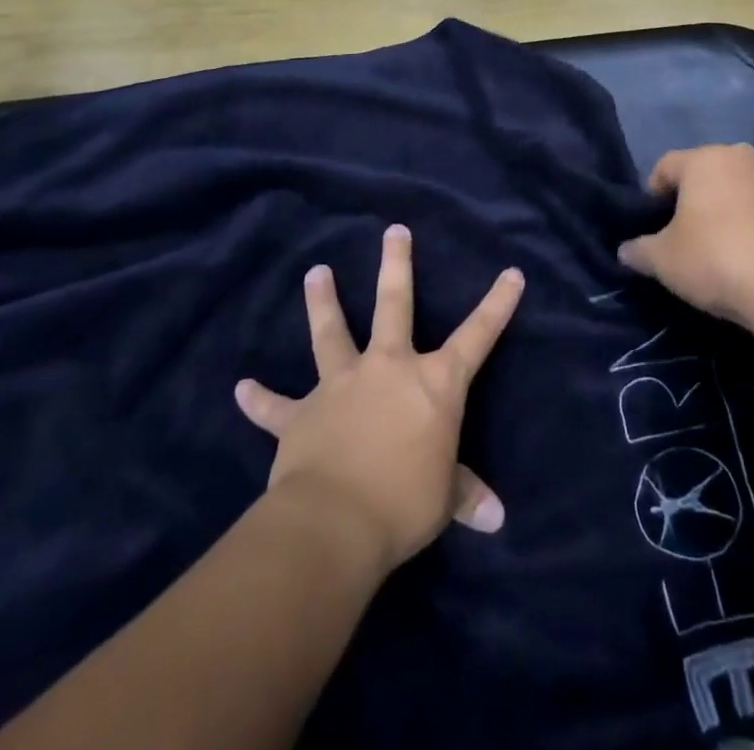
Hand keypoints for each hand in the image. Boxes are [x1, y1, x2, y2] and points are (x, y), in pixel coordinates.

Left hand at [234, 225, 524, 572]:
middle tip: (393, 231)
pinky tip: (241, 387)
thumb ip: (465, 495)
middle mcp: (388, 368)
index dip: (497, 304)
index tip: (511, 273)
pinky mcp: (301, 415)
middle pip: (394, 305)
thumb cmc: (404, 503)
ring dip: (322, 302)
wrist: (335, 523)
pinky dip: (259, 399)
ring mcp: (341, 385)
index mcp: (434, 383)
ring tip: (314, 271)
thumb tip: (496, 519)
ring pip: (330, 333)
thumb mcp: (443, 499)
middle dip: (396, 265)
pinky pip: (275, 406)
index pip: (478, 336)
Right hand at [617, 145, 753, 328]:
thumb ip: (639, 250)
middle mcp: (742, 159)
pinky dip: (753, 227)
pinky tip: (749, 260)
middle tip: (683, 236)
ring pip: (738, 191)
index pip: (665, 166)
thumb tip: (625, 251)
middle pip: (705, 174)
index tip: (652, 227)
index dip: (652, 194)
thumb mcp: (663, 260)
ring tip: (719, 250)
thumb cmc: (715, 260)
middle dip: (691, 199)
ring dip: (725, 211)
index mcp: (705, 159)